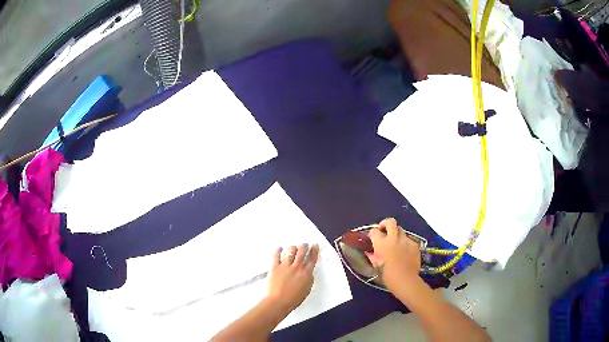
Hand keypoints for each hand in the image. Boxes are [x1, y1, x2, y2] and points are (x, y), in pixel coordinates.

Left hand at [266, 243, 319, 312]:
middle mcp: (297, 267)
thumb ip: (308, 279)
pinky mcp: (275, 266)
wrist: (279, 301)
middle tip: (304, 245)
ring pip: (291, 250)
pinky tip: (279, 248)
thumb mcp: (306, 289)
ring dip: (293, 247)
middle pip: (302, 251)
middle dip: (304, 246)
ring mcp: (285, 266)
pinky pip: (276, 255)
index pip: (312, 259)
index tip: (315, 245)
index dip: (314, 251)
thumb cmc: (293, 299)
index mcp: (306, 273)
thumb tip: (308, 272)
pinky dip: (278, 250)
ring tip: (293, 247)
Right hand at [366, 218, 421, 290]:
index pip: (374, 231)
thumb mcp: (376, 265)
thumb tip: (369, 252)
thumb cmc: (387, 275)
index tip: (372, 237)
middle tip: (384, 230)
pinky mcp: (414, 244)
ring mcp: (405, 240)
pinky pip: (409, 240)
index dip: (372, 233)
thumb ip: (372, 256)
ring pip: (401, 230)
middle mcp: (393, 238)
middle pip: (390, 222)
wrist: (405, 279)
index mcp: (381, 243)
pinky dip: (405, 243)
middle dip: (386, 223)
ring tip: (396, 243)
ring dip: (397, 234)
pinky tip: (405, 252)